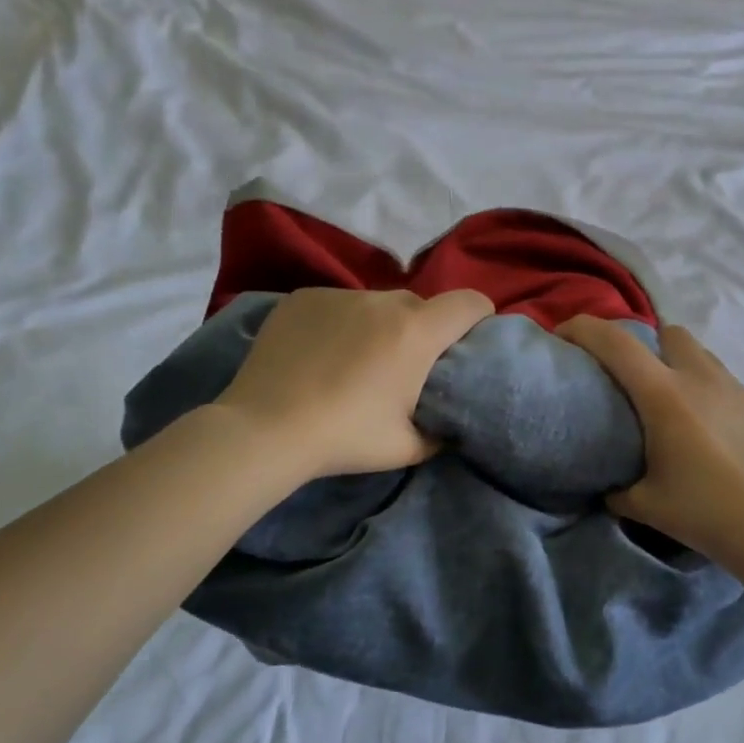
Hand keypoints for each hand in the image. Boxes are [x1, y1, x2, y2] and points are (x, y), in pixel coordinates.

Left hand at [217, 287, 493, 478]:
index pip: (469, 302)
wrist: (264, 430)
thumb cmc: (344, 438)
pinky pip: (340, 303)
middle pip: (421, 305)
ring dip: (381, 325)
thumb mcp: (407, 448)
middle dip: (424, 330)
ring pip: (378, 303)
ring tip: (356, 361)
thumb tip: (448, 423)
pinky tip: (320, 353)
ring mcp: (340, 295)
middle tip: (406, 367)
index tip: (470, 341)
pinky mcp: (304, 297)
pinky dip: (342, 322)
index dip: (479, 318)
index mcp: (416, 332)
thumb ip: (440, 430)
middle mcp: (383, 301)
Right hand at [556, 316, 743, 557]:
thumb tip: (608, 486)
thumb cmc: (702, 511)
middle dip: (645, 344)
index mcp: (664, 395)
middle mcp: (699, 378)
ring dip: (678, 365)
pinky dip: (705, 390)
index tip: (564, 335)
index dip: (583, 328)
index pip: (616, 343)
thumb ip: (617, 489)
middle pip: (667, 333)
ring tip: (671, 402)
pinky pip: (722, 380)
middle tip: (633, 378)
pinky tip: (705, 427)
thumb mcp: (644, 504)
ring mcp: (733, 388)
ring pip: (699, 353)